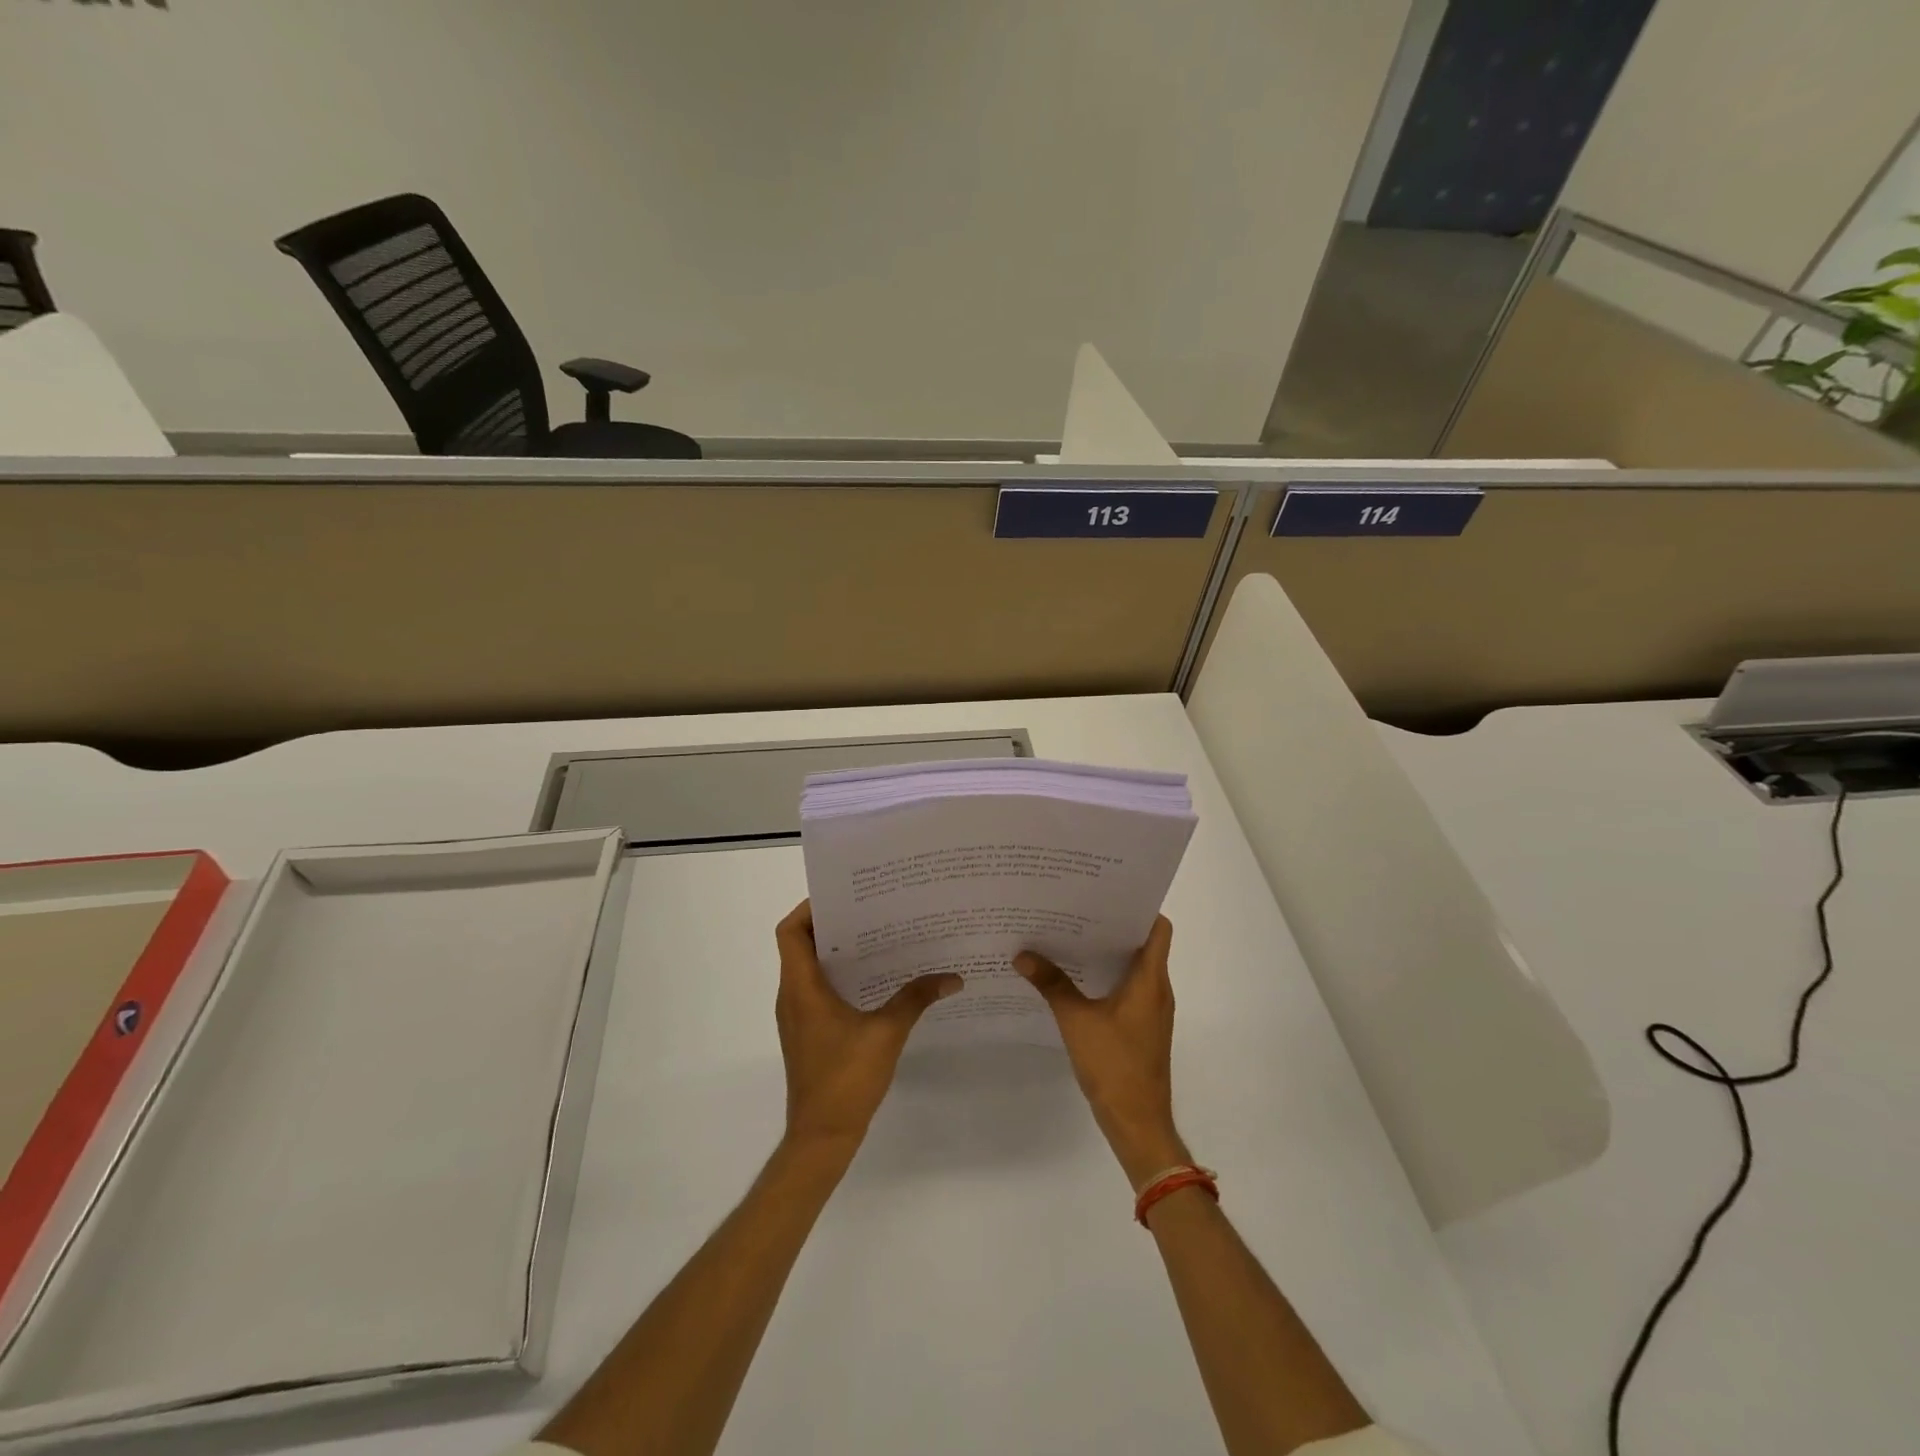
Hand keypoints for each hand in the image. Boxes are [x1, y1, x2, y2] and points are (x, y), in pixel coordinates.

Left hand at [774, 900, 962, 1154]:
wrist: (821, 1137)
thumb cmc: (846, 1079)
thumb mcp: (887, 1033)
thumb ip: (916, 999)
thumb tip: (952, 977)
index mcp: (801, 987)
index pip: (790, 931)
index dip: (809, 908)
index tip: (844, 896)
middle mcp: (792, 995)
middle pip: (800, 944)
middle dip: (832, 924)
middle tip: (871, 909)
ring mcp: (797, 1016)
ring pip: (809, 967)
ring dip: (837, 951)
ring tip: (878, 936)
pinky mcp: (807, 1032)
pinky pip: (817, 989)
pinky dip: (839, 976)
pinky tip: (875, 979)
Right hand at [1015, 916, 1188, 1187]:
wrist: (1138, 1123)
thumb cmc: (1114, 1065)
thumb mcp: (1076, 1021)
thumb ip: (1052, 984)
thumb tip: (1022, 954)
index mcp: (1150, 980)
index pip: (1158, 928)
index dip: (1138, 907)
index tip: (1107, 893)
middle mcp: (1157, 989)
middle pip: (1143, 944)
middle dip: (1112, 925)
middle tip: (1076, 908)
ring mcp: (1151, 1010)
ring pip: (1134, 967)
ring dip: (1108, 952)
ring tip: (1070, 935)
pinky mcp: (1142, 1027)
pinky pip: (1128, 989)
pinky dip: (1106, 976)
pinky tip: (1075, 977)